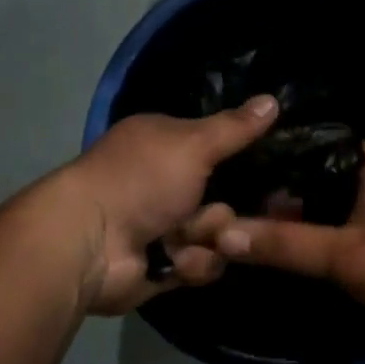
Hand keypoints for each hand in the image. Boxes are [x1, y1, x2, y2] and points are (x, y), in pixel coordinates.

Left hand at [55, 96, 277, 315]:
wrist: (91, 244)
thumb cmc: (141, 180)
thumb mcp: (194, 144)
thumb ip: (235, 128)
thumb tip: (273, 98)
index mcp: (165, 144)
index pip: (217, 147)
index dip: (242, 158)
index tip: (272, 168)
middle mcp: (163, 182)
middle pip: (223, 197)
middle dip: (222, 212)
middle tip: (215, 214)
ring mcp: (162, 226)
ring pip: (217, 234)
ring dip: (207, 239)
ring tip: (183, 240)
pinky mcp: (163, 265)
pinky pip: (202, 264)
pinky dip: (191, 264)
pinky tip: (173, 262)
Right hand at [212, 145, 364, 350]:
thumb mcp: (342, 256)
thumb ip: (284, 243)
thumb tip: (221, 233)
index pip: (312, 145)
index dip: (275, 162)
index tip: (238, 180)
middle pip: (323, 175)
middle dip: (287, 195)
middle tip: (243, 211)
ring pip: (339, 200)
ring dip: (309, 216)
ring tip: (262, 230)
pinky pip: (356, 221)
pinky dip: (331, 232)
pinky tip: (303, 248)